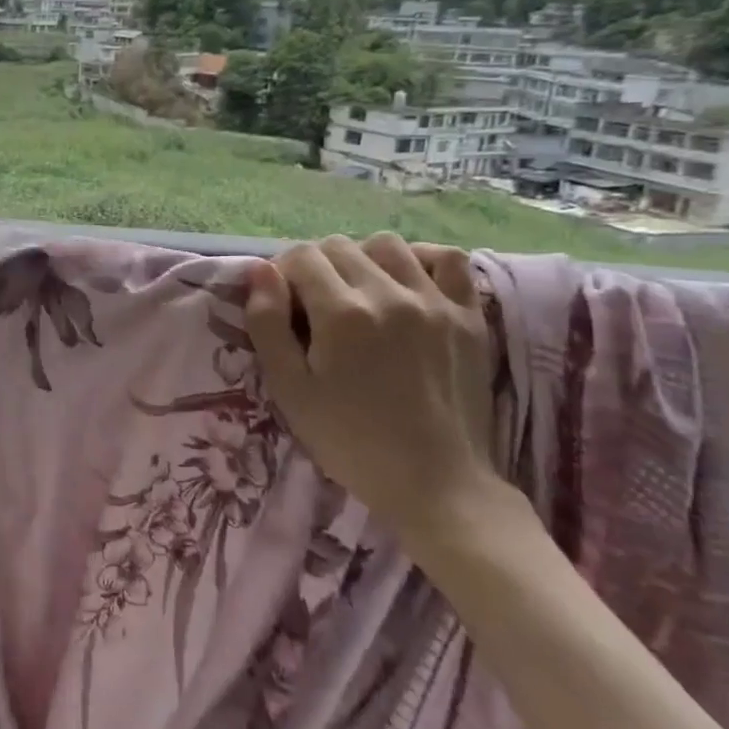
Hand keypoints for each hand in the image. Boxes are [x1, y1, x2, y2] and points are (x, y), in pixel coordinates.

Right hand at [244, 233, 502, 542]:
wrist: (436, 484)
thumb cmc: (350, 440)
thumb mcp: (289, 389)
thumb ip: (267, 324)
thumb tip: (260, 272)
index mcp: (342, 313)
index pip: (300, 256)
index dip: (281, 274)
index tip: (282, 304)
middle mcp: (389, 294)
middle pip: (339, 246)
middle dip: (315, 266)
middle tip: (313, 305)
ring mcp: (435, 302)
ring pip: (387, 244)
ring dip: (362, 258)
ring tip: (357, 292)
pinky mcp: (469, 316)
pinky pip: (450, 260)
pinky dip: (424, 259)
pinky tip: (408, 281)